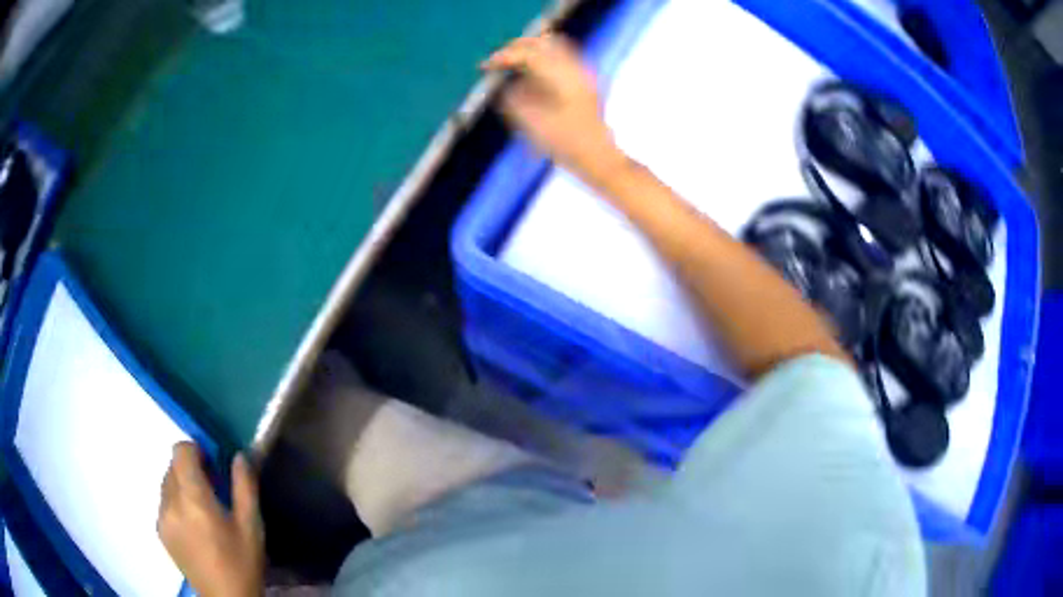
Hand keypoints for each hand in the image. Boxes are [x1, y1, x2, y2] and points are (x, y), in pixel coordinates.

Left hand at [158, 442, 263, 596]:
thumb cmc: (242, 562)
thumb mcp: (251, 526)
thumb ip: (245, 487)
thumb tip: (240, 455)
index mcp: (194, 499)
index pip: (180, 452)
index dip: (195, 450)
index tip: (212, 464)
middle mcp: (171, 502)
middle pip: (173, 466)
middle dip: (190, 468)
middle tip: (212, 488)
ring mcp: (162, 517)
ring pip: (166, 482)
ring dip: (182, 484)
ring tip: (202, 509)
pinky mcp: (160, 530)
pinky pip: (164, 501)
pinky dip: (176, 501)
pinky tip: (193, 524)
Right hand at [483, 33, 625, 182]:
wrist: (599, 157)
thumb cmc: (565, 146)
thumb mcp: (532, 124)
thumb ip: (514, 100)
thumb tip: (506, 85)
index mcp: (562, 78)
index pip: (528, 54)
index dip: (504, 57)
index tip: (484, 66)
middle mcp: (576, 69)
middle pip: (542, 42)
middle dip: (516, 48)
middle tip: (496, 61)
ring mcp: (583, 73)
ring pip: (554, 47)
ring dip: (530, 51)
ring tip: (511, 64)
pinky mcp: (585, 82)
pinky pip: (562, 58)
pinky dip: (542, 59)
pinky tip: (531, 75)